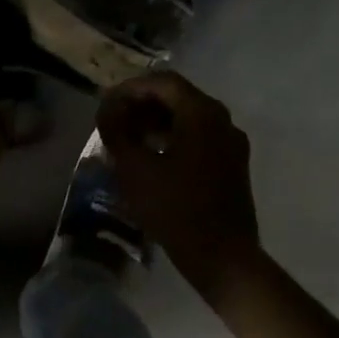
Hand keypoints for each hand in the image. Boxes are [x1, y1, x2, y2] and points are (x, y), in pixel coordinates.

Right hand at [97, 71, 261, 298]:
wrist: (222, 256)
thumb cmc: (174, 209)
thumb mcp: (134, 168)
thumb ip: (116, 130)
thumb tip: (107, 107)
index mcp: (202, 113)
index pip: (163, 82)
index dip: (130, 88)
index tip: (106, 104)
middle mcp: (222, 120)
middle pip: (178, 98)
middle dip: (142, 105)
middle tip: (114, 122)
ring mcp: (231, 143)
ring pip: (189, 119)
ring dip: (156, 123)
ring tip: (128, 141)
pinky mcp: (232, 165)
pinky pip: (199, 139)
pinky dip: (173, 139)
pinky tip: (152, 160)